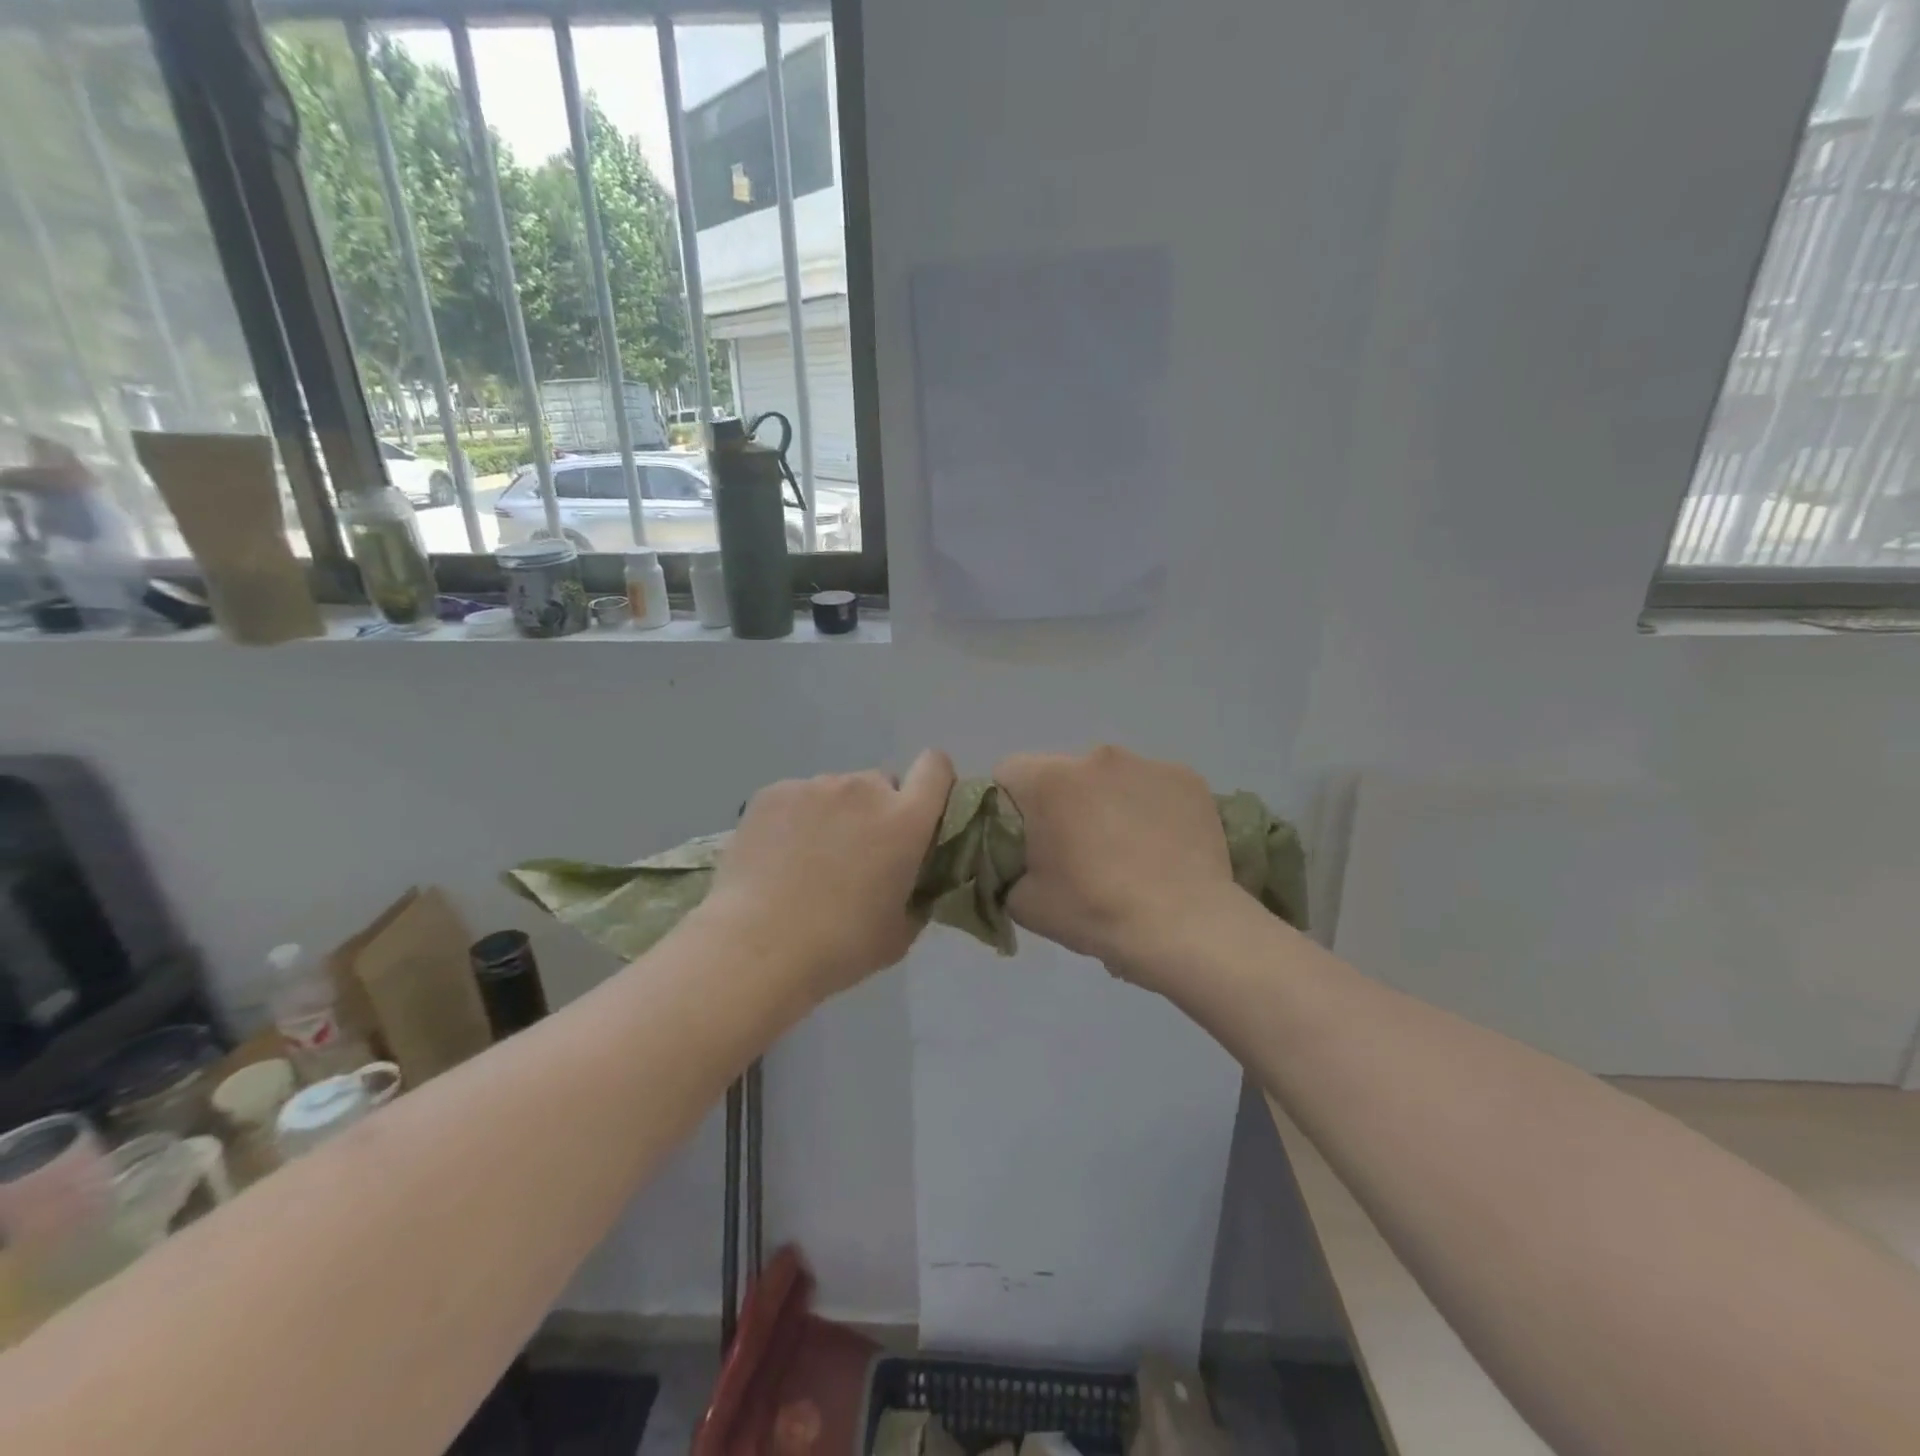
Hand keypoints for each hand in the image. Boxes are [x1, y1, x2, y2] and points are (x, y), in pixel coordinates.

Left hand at [702, 749, 956, 1000]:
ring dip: (835, 815)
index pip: (936, 767)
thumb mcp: (900, 933)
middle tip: (856, 854)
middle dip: (877, 811)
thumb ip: (917, 896)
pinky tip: (777, 856)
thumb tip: (913, 884)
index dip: (934, 782)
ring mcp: (815, 786)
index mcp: (906, 820)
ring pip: (837, 791)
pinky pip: (798, 797)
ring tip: (808, 860)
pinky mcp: (774, 792)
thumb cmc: (840, 946)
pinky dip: (795, 818)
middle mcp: (865, 789)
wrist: (757, 947)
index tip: (922, 812)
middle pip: (882, 783)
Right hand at [994, 745, 1239, 988]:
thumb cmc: (1095, 911)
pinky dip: (1149, 808)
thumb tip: (1018, 861)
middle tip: (1076, 851)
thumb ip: (1007, 869)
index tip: (1026, 840)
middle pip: (1062, 773)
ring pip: (1110, 777)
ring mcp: (1147, 764)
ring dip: (1107, 802)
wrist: (1184, 927)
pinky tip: (1161, 846)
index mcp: (1049, 781)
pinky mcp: (1186, 778)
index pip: (1008, 773)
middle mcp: (1095, 757)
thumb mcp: (1024, 903)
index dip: (1009, 806)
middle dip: (1062, 803)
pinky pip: (1153, 787)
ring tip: (1126, 851)